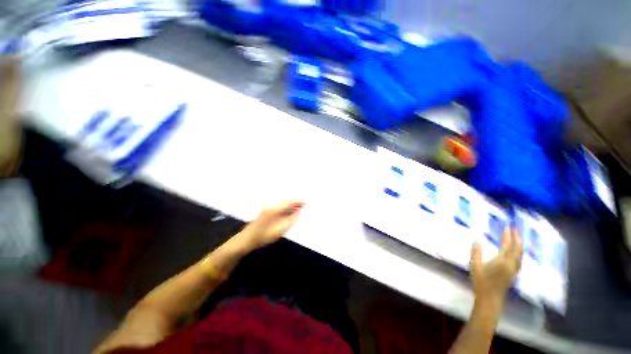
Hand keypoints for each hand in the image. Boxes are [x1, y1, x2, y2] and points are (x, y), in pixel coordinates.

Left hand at [241, 200, 303, 248]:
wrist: (247, 239)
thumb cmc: (264, 236)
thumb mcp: (281, 230)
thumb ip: (291, 220)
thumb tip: (299, 212)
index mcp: (275, 209)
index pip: (289, 202)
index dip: (298, 201)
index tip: (305, 201)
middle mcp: (271, 204)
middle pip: (286, 200)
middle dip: (295, 202)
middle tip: (303, 204)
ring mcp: (267, 206)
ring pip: (282, 202)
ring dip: (290, 204)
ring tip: (298, 207)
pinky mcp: (266, 209)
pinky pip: (278, 205)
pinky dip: (285, 206)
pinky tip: (289, 210)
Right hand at [470, 227, 521, 309]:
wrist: (490, 299)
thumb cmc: (481, 282)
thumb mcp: (474, 266)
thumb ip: (476, 253)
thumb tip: (476, 241)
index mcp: (502, 262)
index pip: (507, 245)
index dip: (508, 236)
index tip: (507, 226)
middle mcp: (511, 264)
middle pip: (517, 249)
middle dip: (517, 238)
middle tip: (515, 228)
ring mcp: (514, 270)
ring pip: (520, 255)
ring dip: (519, 244)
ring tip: (518, 237)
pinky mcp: (514, 274)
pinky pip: (519, 260)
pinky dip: (519, 252)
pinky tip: (517, 252)